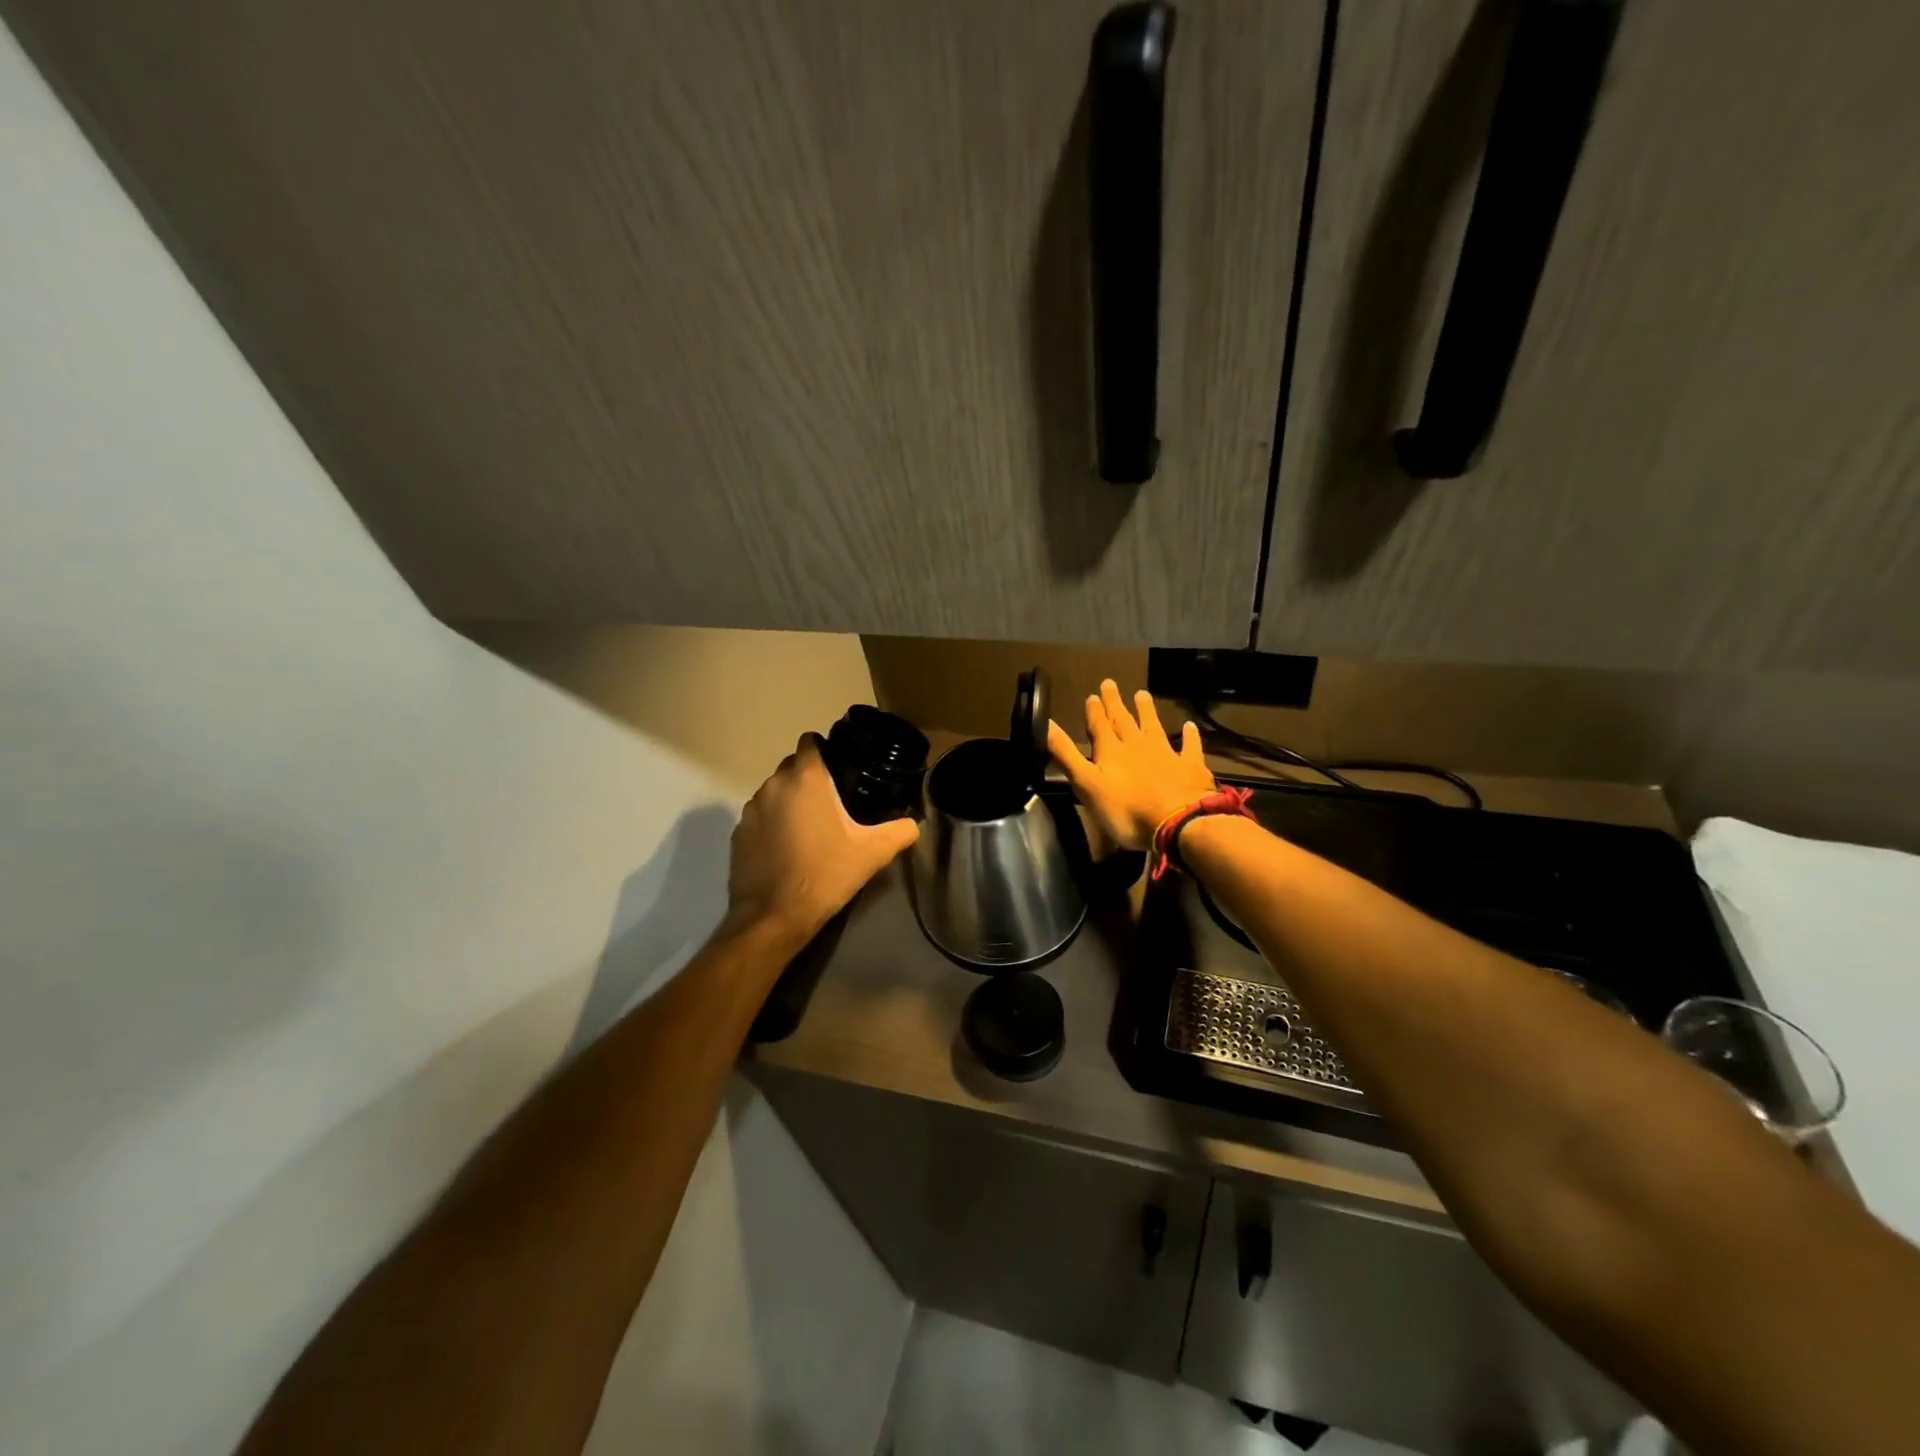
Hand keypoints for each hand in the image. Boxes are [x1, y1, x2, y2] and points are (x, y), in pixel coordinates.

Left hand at [723, 734, 919, 945]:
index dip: (825, 749)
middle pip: (792, 766)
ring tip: (811, 826)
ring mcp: (751, 809)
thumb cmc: (824, 875)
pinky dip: (773, 823)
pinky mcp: (738, 833)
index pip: (810, 742)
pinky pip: (760, 816)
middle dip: (810, 777)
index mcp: (806, 780)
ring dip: (790, 800)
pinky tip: (788, 847)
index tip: (841, 767)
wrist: (773, 917)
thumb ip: (899, 831)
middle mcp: (774, 785)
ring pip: (775, 791)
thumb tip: (914, 824)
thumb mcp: (872, 854)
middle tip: (834, 801)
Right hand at [1048, 680, 1216, 851]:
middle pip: (1124, 720)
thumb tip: (1045, 723)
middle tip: (1110, 683)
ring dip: (1147, 711)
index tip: (1092, 695)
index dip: (1094, 711)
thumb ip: (1066, 754)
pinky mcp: (1190, 767)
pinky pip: (1189, 747)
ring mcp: (1166, 754)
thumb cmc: (1125, 809)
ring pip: (1153, 726)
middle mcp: (1137, 745)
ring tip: (1142, 693)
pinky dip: (1189, 736)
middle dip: (1115, 703)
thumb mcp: (1086, 783)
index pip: (1099, 725)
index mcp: (1111, 751)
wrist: (1177, 822)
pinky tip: (1191, 726)